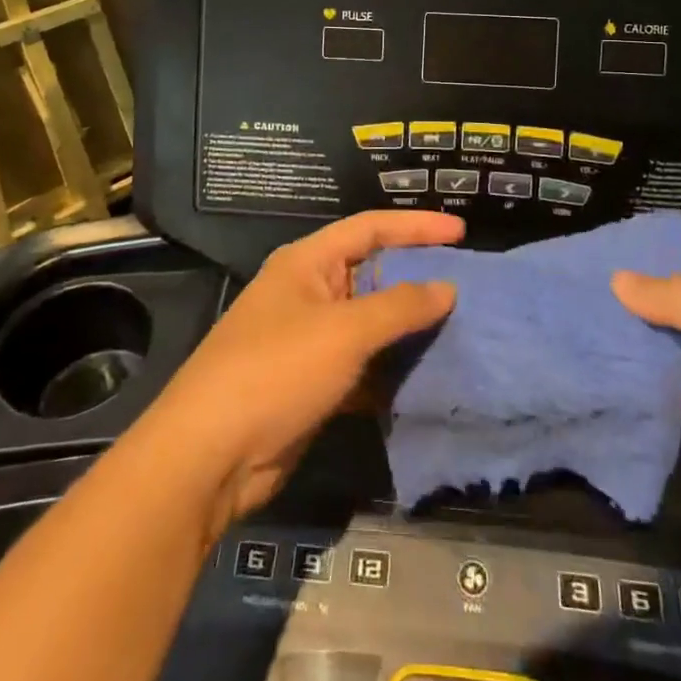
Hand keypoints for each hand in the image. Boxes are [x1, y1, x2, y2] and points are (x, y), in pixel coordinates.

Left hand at [141, 210, 462, 538]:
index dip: (417, 226)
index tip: (462, 232)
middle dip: (416, 277)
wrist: (211, 455)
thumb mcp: (344, 332)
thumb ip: (399, 307)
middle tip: (469, 284)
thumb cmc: (277, 371)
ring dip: (408, 326)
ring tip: (460, 328)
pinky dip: (391, 368)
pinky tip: (427, 376)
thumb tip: (447, 287)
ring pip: (370, 322)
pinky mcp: (312, 382)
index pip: (371, 228)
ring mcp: (308, 339)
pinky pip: (363, 364)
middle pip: (371, 272)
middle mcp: (307, 292)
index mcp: (307, 262)